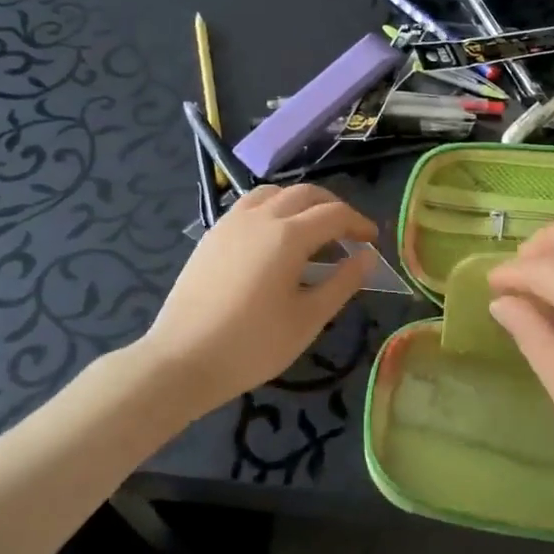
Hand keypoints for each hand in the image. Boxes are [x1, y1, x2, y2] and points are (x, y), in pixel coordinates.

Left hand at [146, 184, 377, 411]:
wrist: (181, 360)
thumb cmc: (252, 345)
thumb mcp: (308, 319)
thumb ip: (342, 282)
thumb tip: (367, 257)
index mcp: (288, 235)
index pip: (334, 214)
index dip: (359, 223)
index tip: (373, 241)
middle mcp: (261, 217)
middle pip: (306, 194)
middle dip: (333, 207)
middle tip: (348, 233)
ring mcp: (232, 222)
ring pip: (275, 193)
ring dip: (301, 202)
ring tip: (312, 229)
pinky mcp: (212, 235)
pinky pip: (250, 205)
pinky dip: (273, 208)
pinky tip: (274, 237)